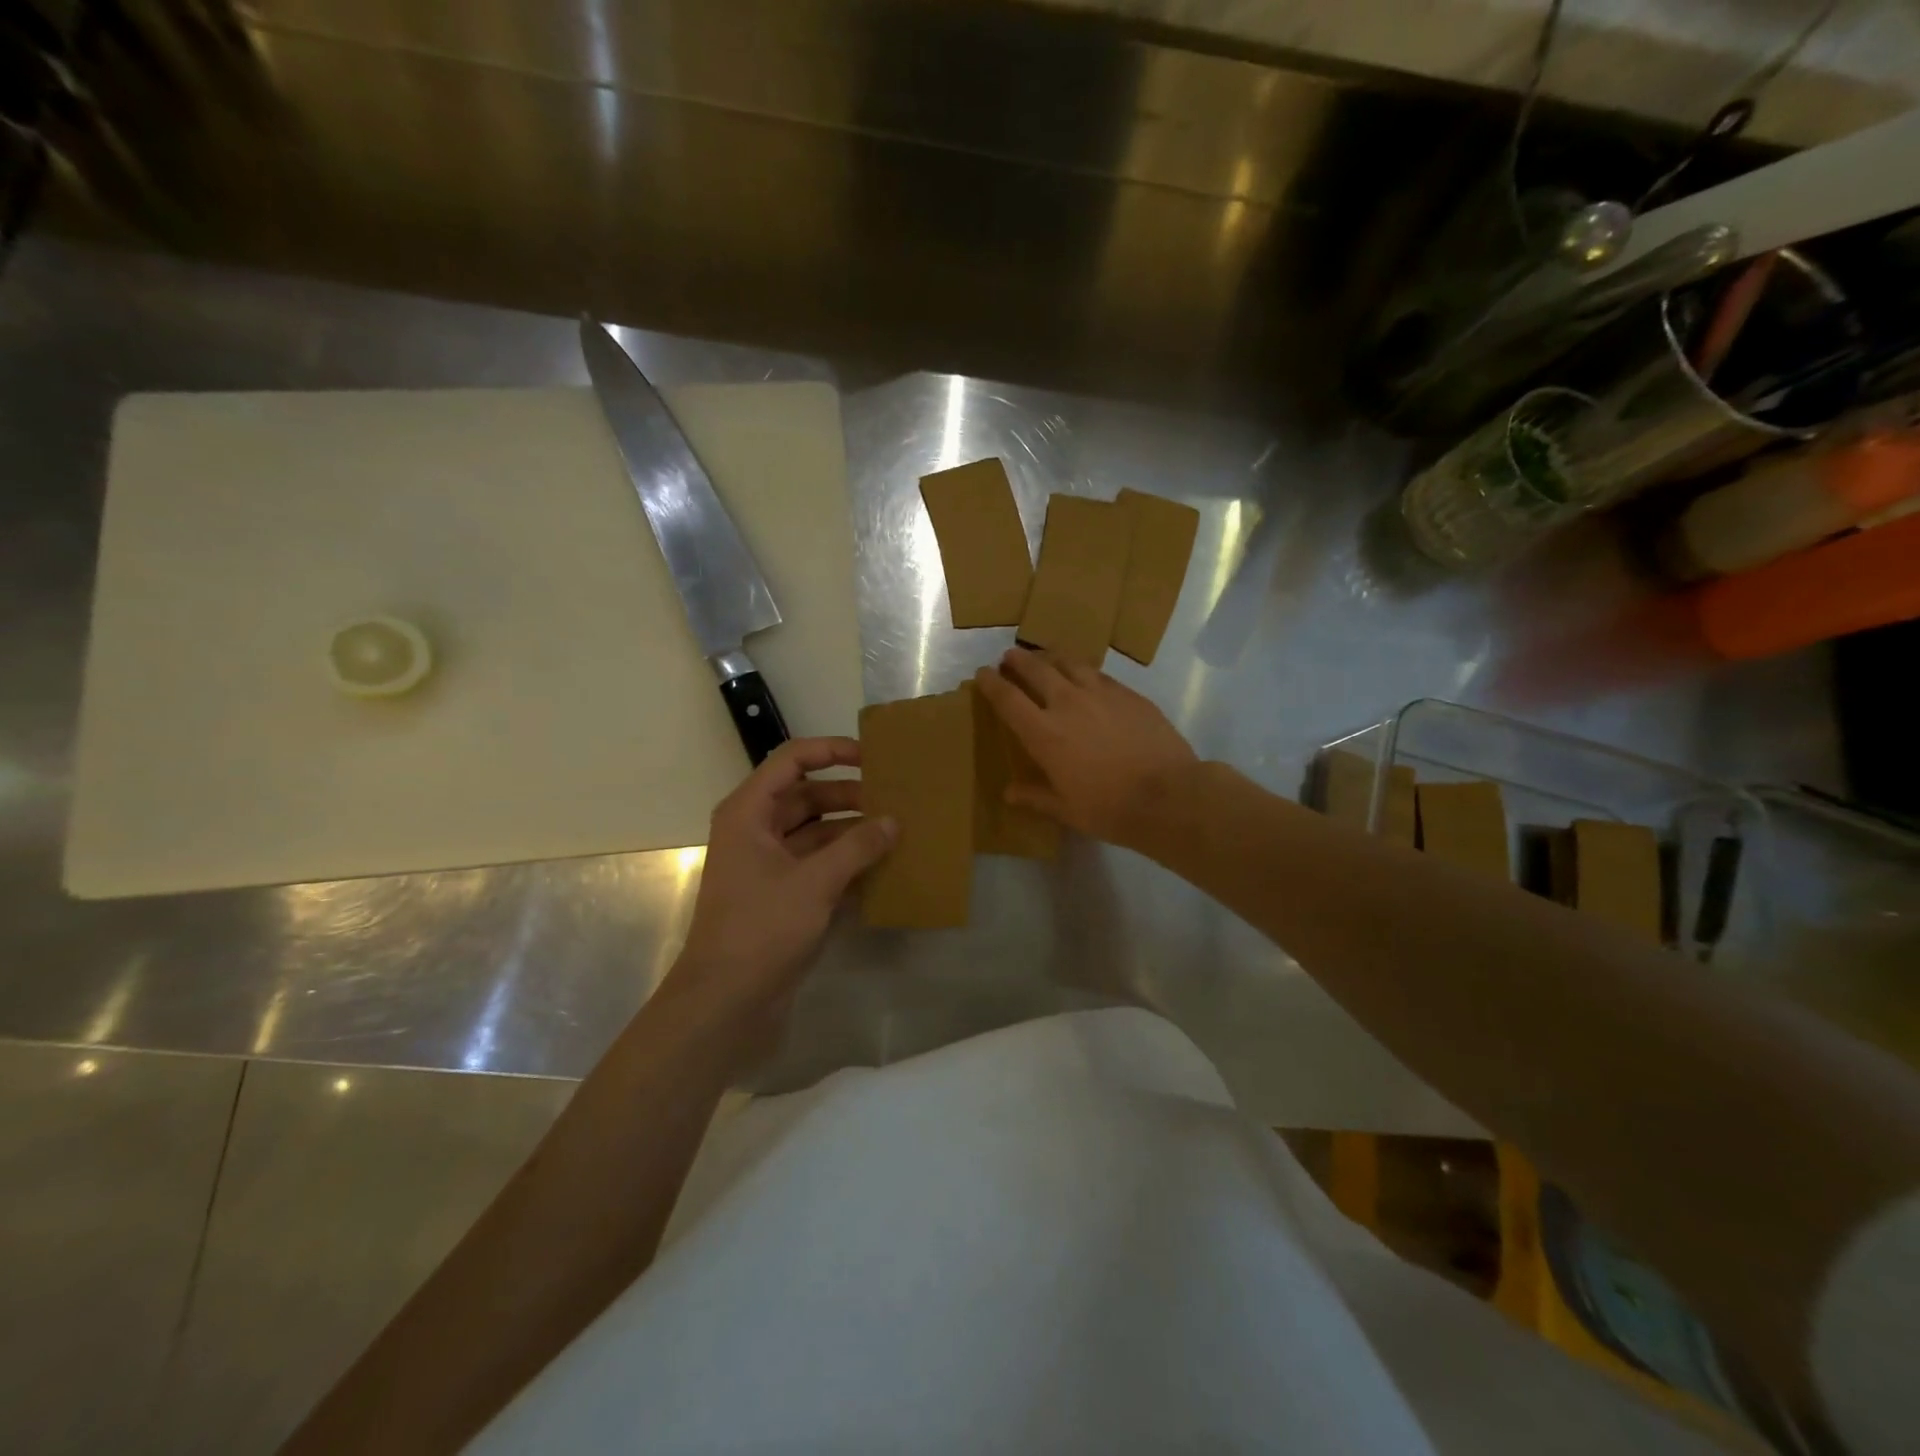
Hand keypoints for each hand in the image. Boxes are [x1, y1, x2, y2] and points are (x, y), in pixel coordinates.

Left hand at [661, 737, 894, 1026]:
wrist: (726, 1002)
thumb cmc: (761, 928)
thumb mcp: (814, 882)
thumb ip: (857, 846)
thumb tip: (893, 821)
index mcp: (749, 813)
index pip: (793, 761)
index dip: (832, 751)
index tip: (873, 758)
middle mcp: (757, 831)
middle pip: (808, 796)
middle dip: (850, 795)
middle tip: (896, 799)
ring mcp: (770, 865)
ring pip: (817, 832)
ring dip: (853, 831)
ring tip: (898, 831)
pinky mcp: (783, 895)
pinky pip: (820, 864)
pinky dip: (848, 861)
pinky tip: (884, 865)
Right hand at [972, 648, 1197, 848]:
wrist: (1169, 795)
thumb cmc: (1109, 808)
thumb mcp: (1066, 809)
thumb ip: (1035, 796)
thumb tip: (1009, 793)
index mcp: (1044, 733)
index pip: (1008, 699)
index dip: (991, 683)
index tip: (982, 675)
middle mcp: (1067, 703)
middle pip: (1036, 670)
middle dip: (1018, 661)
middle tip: (1009, 658)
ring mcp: (1100, 693)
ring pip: (1068, 663)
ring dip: (1050, 658)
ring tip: (1045, 658)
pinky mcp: (1128, 693)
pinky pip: (1098, 674)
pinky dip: (1082, 671)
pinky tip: (1085, 676)